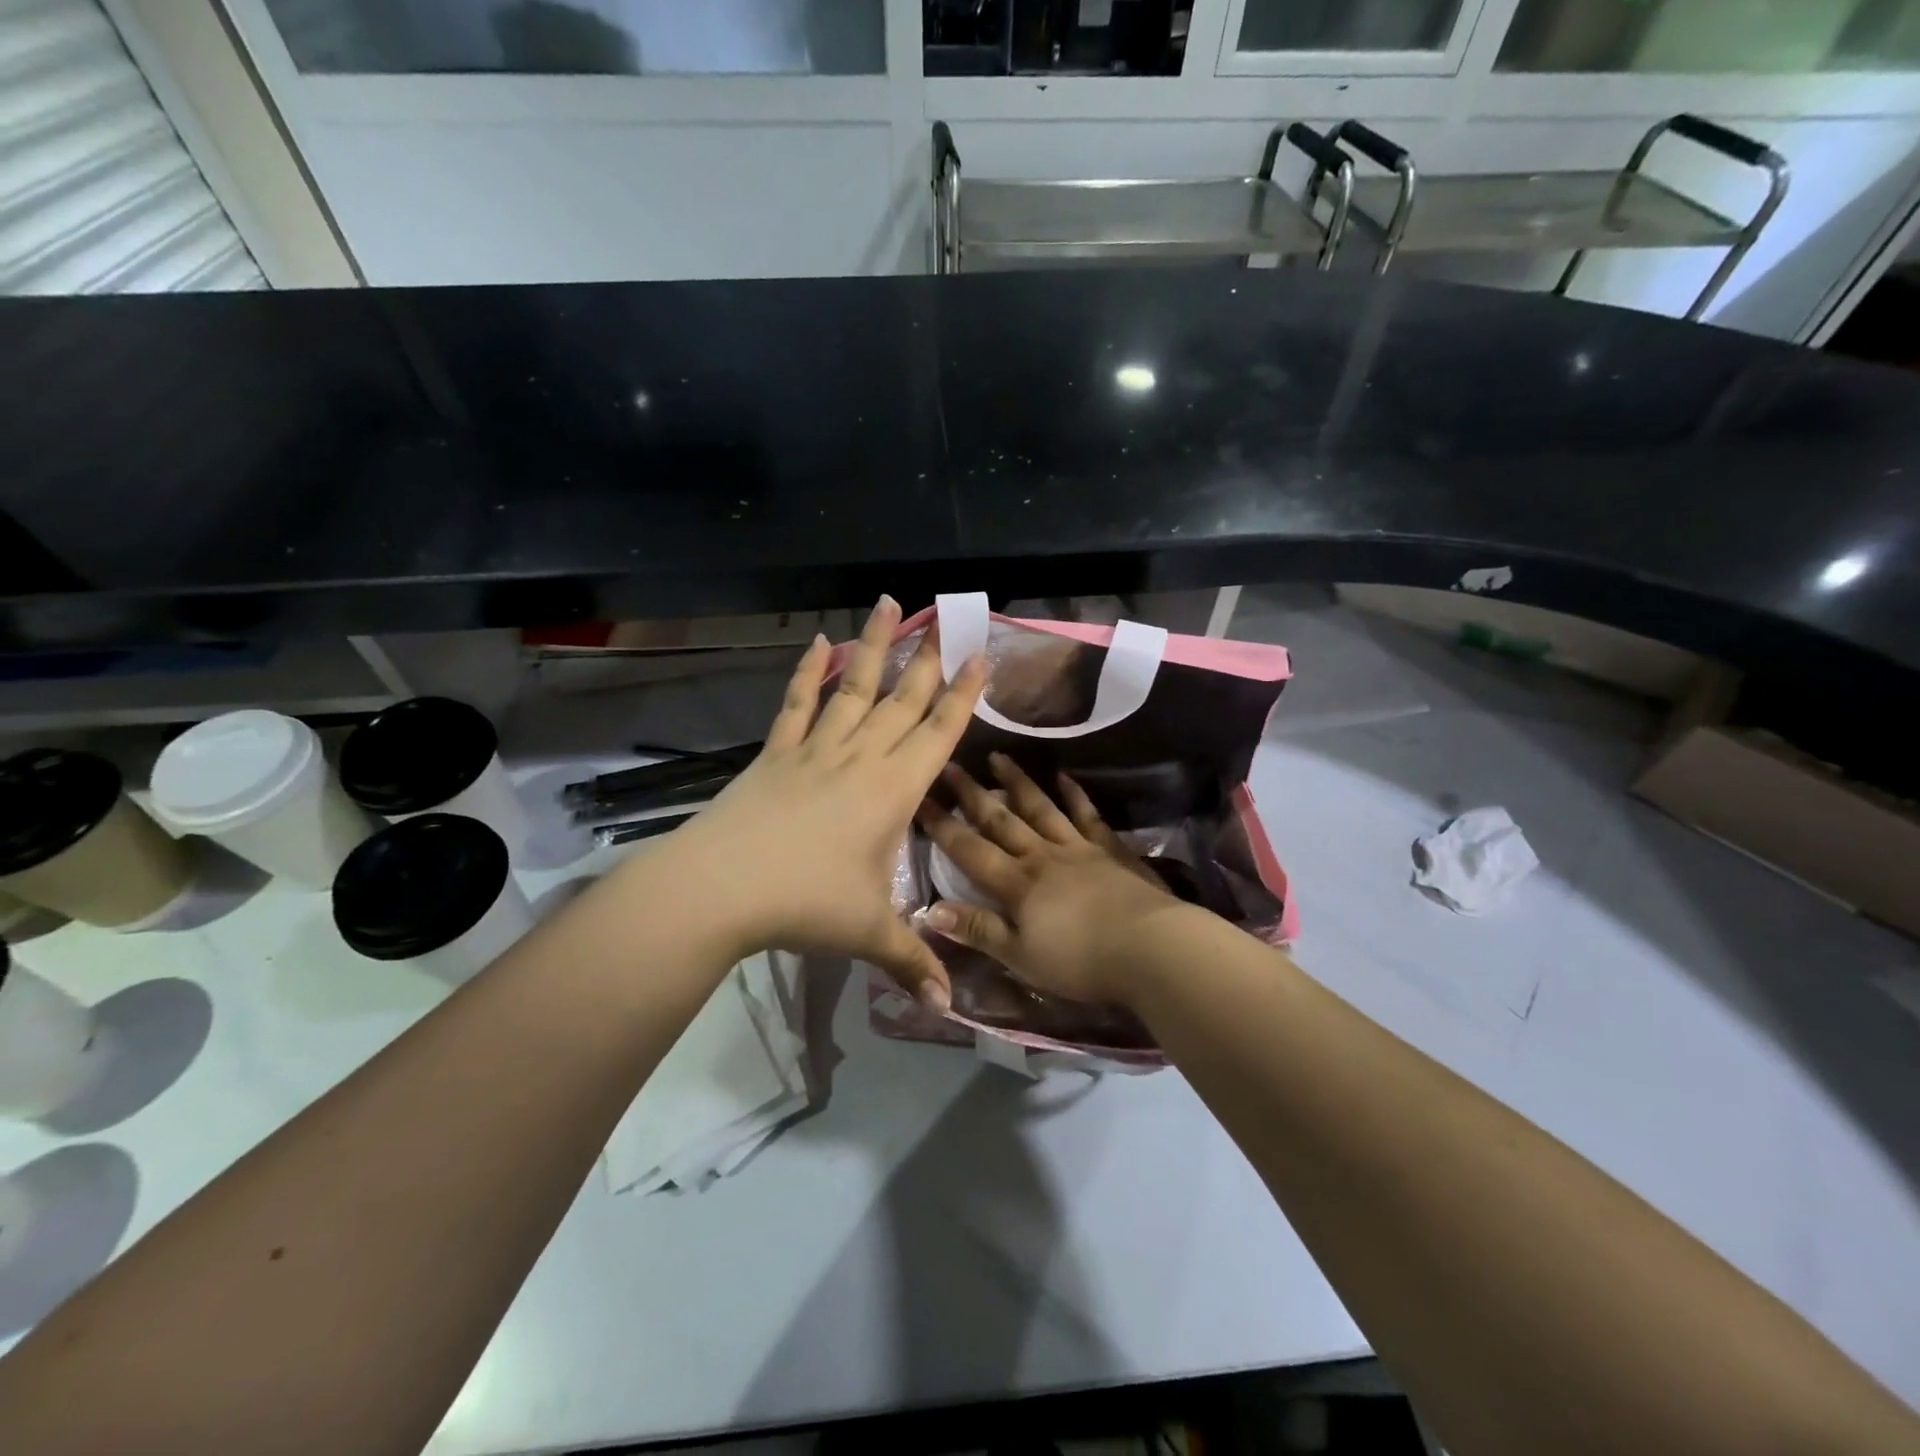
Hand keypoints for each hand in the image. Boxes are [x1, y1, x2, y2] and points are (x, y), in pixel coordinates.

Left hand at [663, 597, 985, 1008]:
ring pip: (854, 687)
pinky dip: (807, 672)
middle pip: (904, 700)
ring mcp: (816, 749)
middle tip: (947, 616)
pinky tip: (818, 643)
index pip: (939, 733)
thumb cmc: (804, 904)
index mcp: (893, 790)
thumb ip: (913, 961)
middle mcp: (861, 758)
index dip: (962, 695)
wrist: (720, 887)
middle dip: (929, 658)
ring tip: (889, 603)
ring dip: (874, 646)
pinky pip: (797, 704)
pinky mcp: (777, 753)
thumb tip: (949, 1007)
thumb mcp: (868, 933)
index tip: (978, 656)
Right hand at [916, 753, 1188, 1006]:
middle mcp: (1041, 855)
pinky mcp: (1109, 849)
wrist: (1149, 948)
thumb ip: (978, 930)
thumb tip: (929, 910)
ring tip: (998, 757)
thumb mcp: (1021, 956)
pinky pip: (1086, 814)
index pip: (969, 850)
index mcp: (1016, 883)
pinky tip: (1063, 777)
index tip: (921, 799)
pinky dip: (1074, 794)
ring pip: (1040, 808)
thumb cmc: (1080, 961)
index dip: (942, 826)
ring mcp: (1077, 847)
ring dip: (1017, 783)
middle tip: (951, 766)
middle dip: (972, 794)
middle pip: (1001, 820)